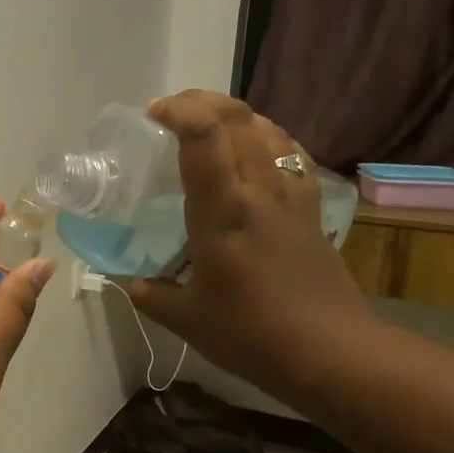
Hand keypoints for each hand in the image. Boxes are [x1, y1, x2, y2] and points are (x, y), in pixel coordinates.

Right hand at [125, 91, 377, 406]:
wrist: (328, 351)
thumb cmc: (250, 334)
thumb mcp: (186, 318)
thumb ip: (149, 294)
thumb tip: (125, 282)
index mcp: (224, 211)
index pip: (204, 136)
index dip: (178, 111)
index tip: (154, 115)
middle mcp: (261, 189)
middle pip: (238, 117)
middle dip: (201, 101)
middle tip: (173, 112)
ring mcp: (292, 195)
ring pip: (268, 128)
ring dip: (235, 114)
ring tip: (209, 126)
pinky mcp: (313, 208)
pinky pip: (291, 153)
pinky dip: (268, 137)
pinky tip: (257, 151)